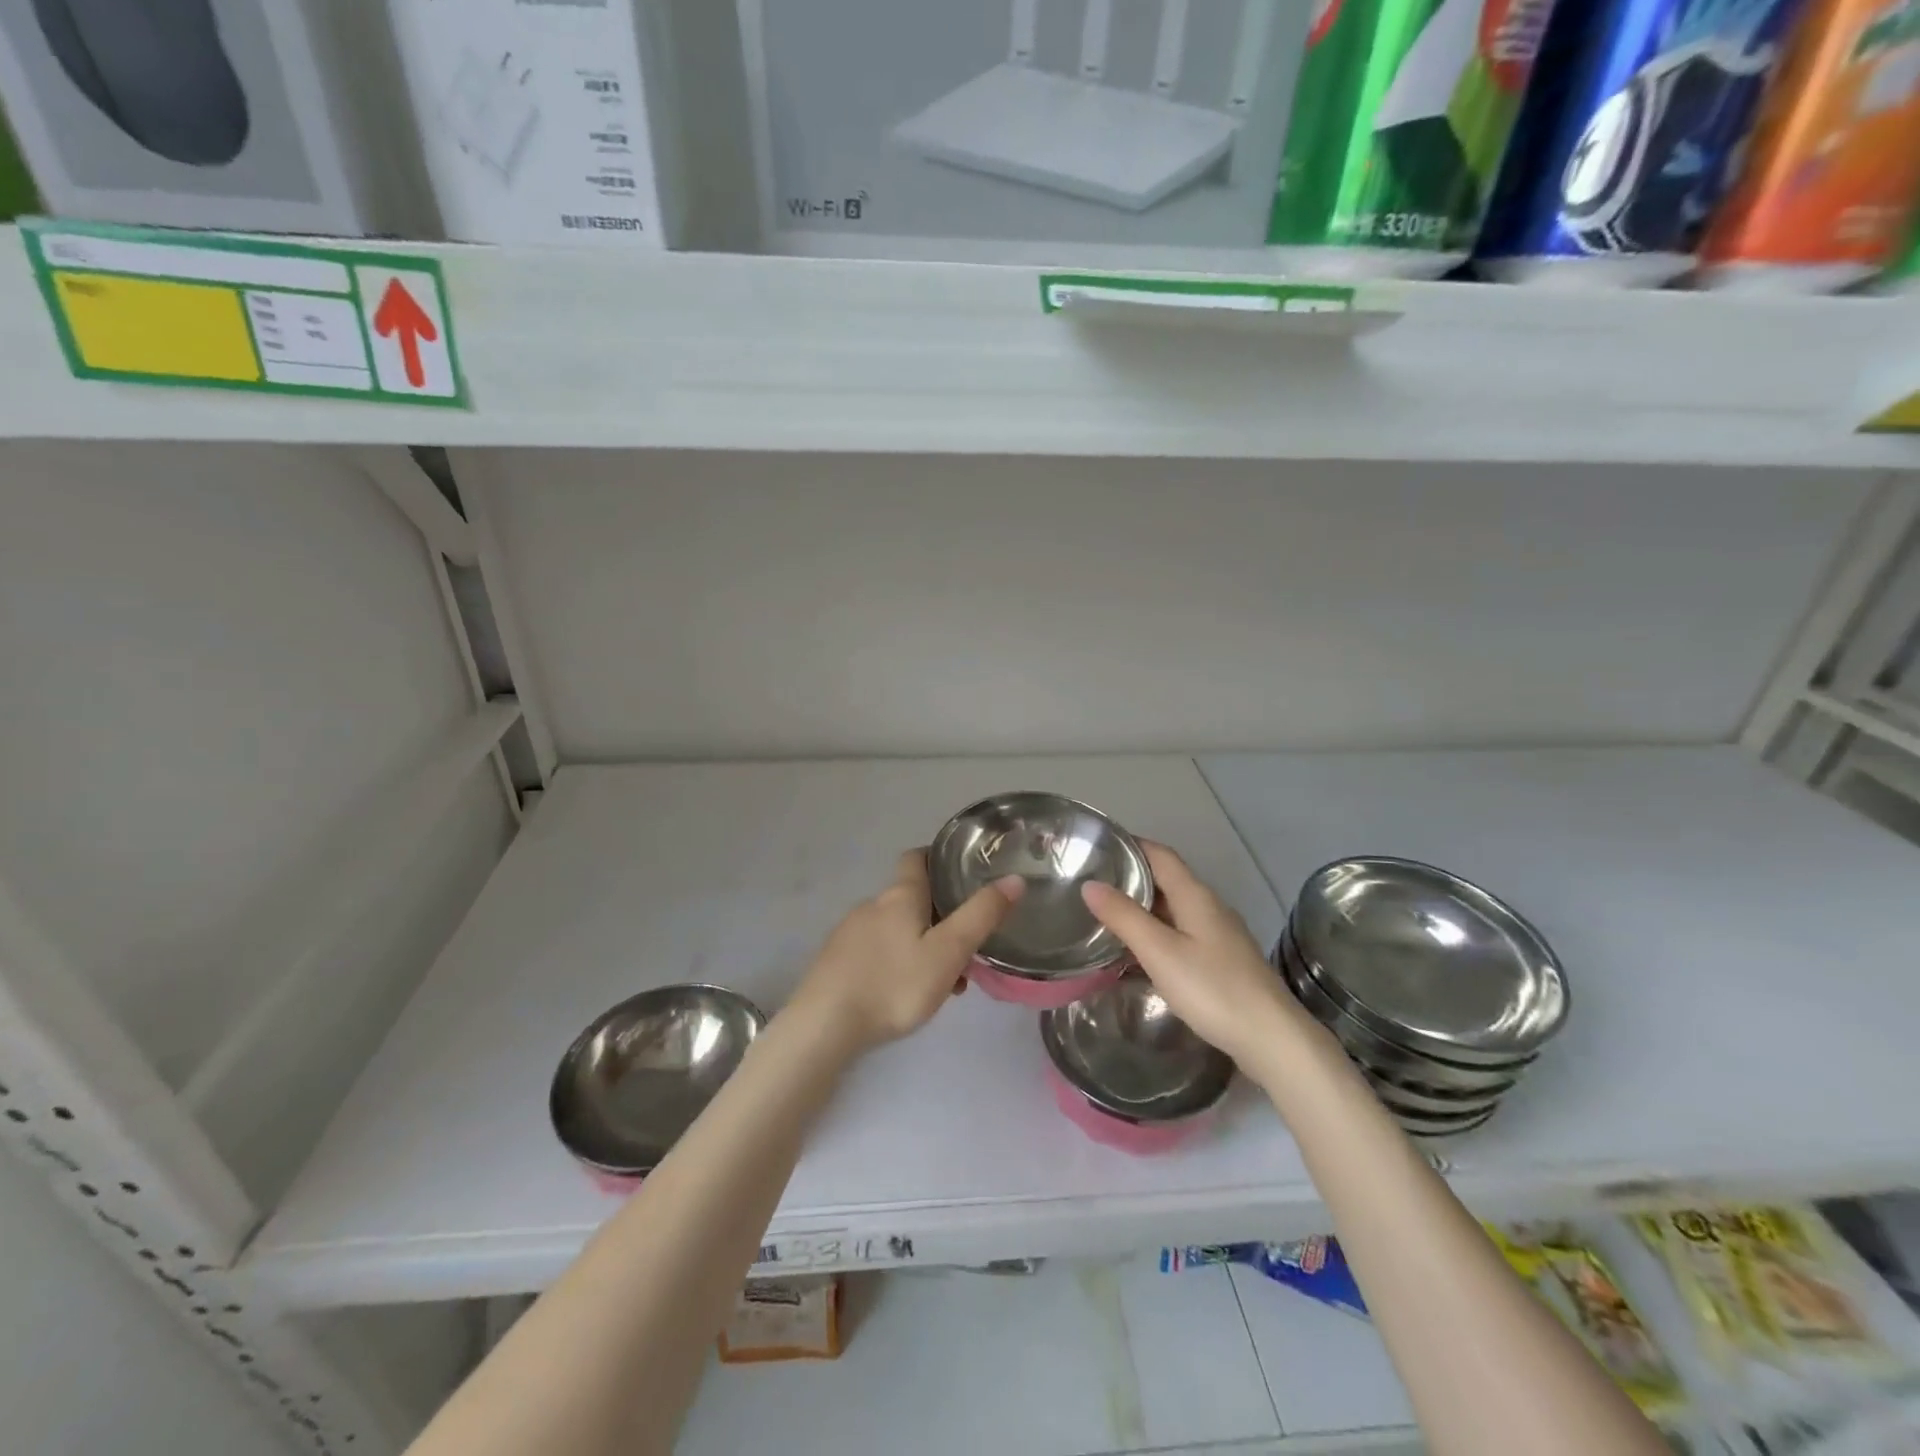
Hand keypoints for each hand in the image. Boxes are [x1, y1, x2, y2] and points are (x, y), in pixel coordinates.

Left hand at [790, 850, 1022, 1053]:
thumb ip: (981, 916)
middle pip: (912, 900)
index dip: (938, 859)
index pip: (917, 858)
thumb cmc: (893, 984)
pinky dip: (898, 963)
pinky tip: (905, 996)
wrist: (823, 1026)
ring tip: (944, 985)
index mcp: (900, 895)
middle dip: (940, 918)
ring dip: (922, 947)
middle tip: (966, 949)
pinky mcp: (837, 961)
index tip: (961, 872)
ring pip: (897, 930)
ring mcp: (850, 933)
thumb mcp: (948, 952)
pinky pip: (877, 952)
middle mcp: (872, 905)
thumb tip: (1013, 879)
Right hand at [1081, 842, 1299, 1064]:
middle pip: (1167, 879)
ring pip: (1174, 908)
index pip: (1160, 854)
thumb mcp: (1159, 951)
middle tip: (1092, 884)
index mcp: (1195, 895)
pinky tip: (1140, 952)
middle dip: (1132, 876)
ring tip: (1106, 915)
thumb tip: (1089, 885)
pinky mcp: (1223, 960)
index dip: (1131, 845)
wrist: (1271, 1038)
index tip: (1098, 846)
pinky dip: (1157, 931)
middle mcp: (1210, 906)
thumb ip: (1124, 916)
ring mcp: (1220, 934)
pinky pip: (1182, 932)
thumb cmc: (1212, 988)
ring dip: (1143, 906)